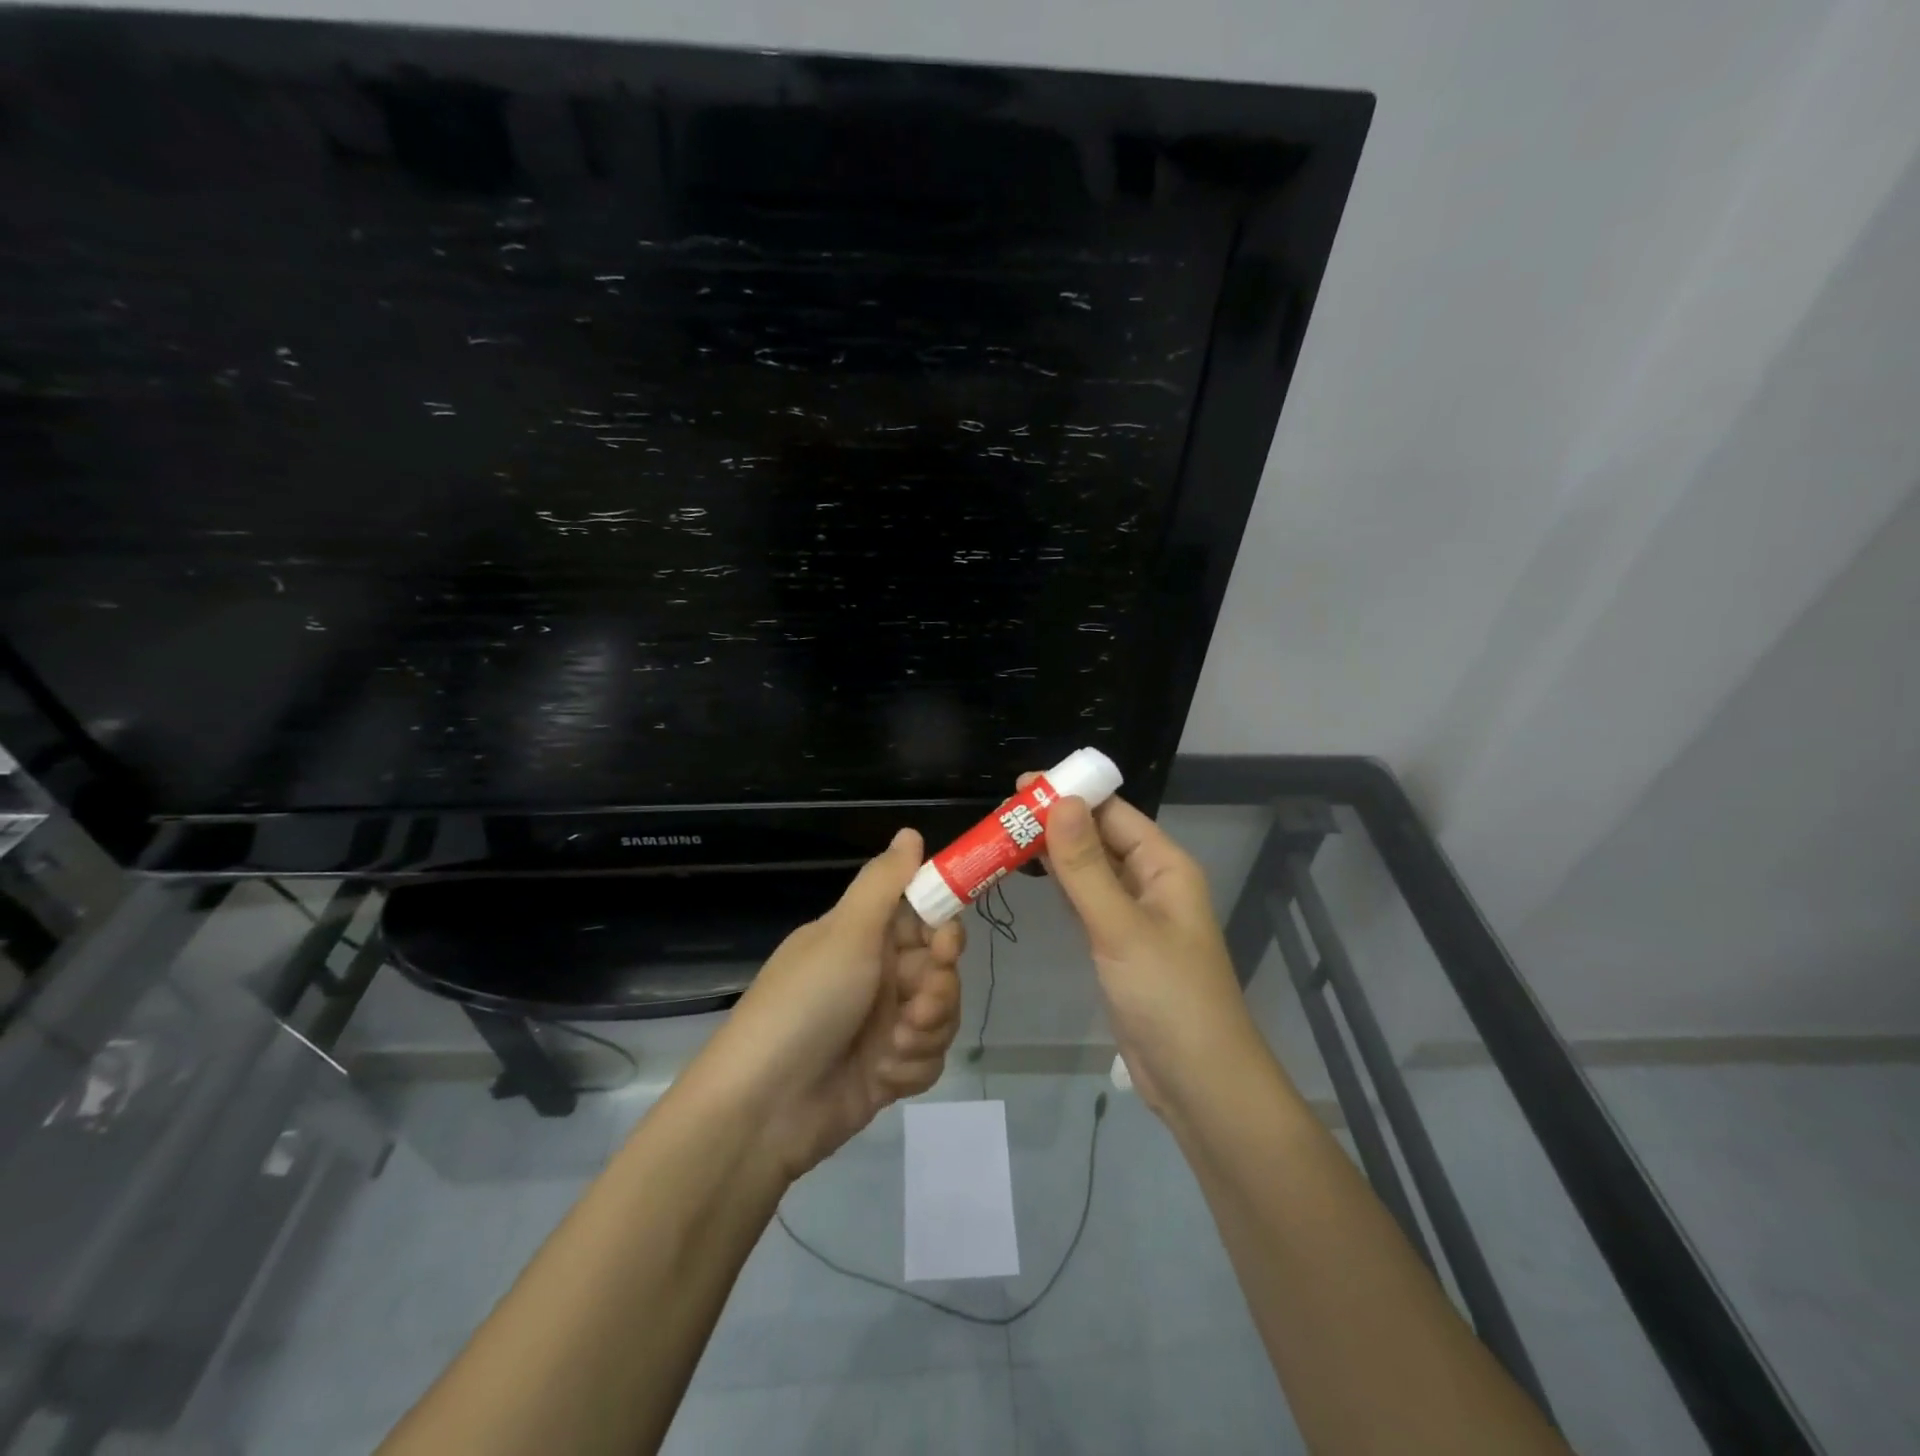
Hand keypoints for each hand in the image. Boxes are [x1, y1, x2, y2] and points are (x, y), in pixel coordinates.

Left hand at [692, 828, 963, 1180]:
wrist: (763, 1109)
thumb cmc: (806, 1004)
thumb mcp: (846, 934)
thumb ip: (885, 882)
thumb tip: (910, 831)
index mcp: (863, 937)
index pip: (922, 918)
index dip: (942, 928)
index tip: (945, 942)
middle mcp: (876, 976)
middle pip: (940, 969)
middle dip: (938, 988)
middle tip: (917, 1004)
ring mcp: (882, 1025)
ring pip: (941, 1014)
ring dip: (926, 1030)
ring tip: (895, 1046)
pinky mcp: (887, 1071)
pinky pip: (928, 1059)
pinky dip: (912, 1067)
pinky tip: (885, 1076)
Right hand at [1024, 779, 1260, 1113]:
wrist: (1198, 1082)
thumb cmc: (1167, 997)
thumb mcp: (1121, 927)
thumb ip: (1087, 866)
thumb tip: (1060, 802)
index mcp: (1164, 866)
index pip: (1113, 813)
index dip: (1070, 795)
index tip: (1020, 787)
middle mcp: (1152, 882)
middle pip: (1099, 837)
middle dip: (1055, 822)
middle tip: (1000, 815)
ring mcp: (1135, 915)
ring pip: (1090, 869)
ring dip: (1053, 852)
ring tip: (1004, 836)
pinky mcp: (1119, 944)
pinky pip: (1087, 901)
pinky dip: (1060, 885)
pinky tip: (1030, 876)